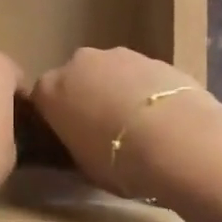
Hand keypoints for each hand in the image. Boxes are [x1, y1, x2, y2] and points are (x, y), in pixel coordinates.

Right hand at [30, 48, 214, 195]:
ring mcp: (119, 55)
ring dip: (118, 92)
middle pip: (77, 79)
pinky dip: (147, 92)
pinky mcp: (156, 58)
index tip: (69, 137)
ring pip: (111, 73)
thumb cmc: (119, 161)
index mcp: (51, 89)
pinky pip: (142, 76)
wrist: (179, 141)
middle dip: (87, 98)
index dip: (56, 119)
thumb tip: (82, 142)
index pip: (42, 100)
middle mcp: (79, 62)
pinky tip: (163, 119)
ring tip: (139, 127)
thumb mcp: (84, 166)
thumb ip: (75, 145)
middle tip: (104, 130)